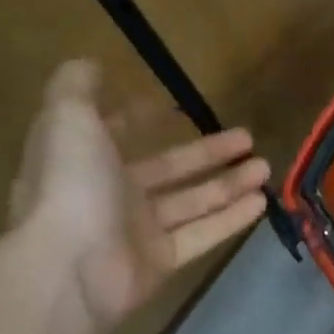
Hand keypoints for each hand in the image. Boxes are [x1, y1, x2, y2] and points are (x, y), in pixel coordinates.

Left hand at [8, 60, 269, 333]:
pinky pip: (201, 234)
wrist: (69, 271)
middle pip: (167, 170)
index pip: (113, 136)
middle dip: (206, 152)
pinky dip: (230, 218)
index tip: (169, 107)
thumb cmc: (71, 187)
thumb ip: (76, 89)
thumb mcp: (68, 121)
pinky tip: (261, 201)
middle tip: (247, 137)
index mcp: (83, 162)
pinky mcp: (159, 262)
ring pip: (191, 202)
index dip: (136, 121)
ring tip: (265, 167)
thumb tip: (87, 62)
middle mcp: (109, 196)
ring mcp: (135, 233)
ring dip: (228, 184)